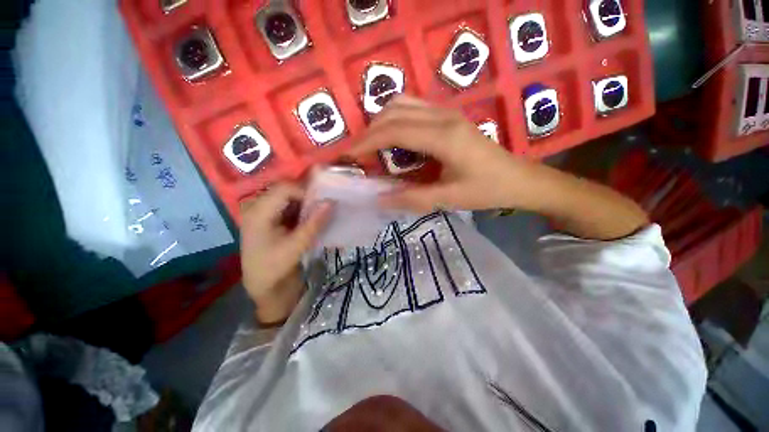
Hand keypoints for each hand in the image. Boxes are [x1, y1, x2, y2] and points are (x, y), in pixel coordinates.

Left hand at [240, 183, 332, 323]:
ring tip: (318, 213)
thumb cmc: (276, 268)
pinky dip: (301, 210)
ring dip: (305, 203)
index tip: (322, 205)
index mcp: (259, 212)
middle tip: (323, 207)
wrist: (264, 288)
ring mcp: (263, 213)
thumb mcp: (298, 245)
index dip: (305, 193)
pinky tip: (310, 219)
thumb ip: (315, 222)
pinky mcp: (270, 220)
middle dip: (306, 197)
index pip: (285, 189)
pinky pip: (288, 206)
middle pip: (285, 190)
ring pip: (288, 197)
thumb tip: (331, 202)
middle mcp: (257, 208)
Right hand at [350, 95, 540, 212]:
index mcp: (444, 137)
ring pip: (403, 104)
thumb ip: (412, 199)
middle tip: (359, 155)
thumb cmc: (487, 190)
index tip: (348, 155)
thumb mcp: (448, 199)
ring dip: (382, 123)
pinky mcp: (448, 117)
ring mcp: (447, 113)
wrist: (518, 179)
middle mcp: (443, 117)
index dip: (366, 141)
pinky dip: (396, 121)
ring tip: (374, 148)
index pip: (394, 130)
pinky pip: (413, 109)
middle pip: (394, 111)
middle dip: (370, 132)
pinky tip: (395, 141)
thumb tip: (379, 199)